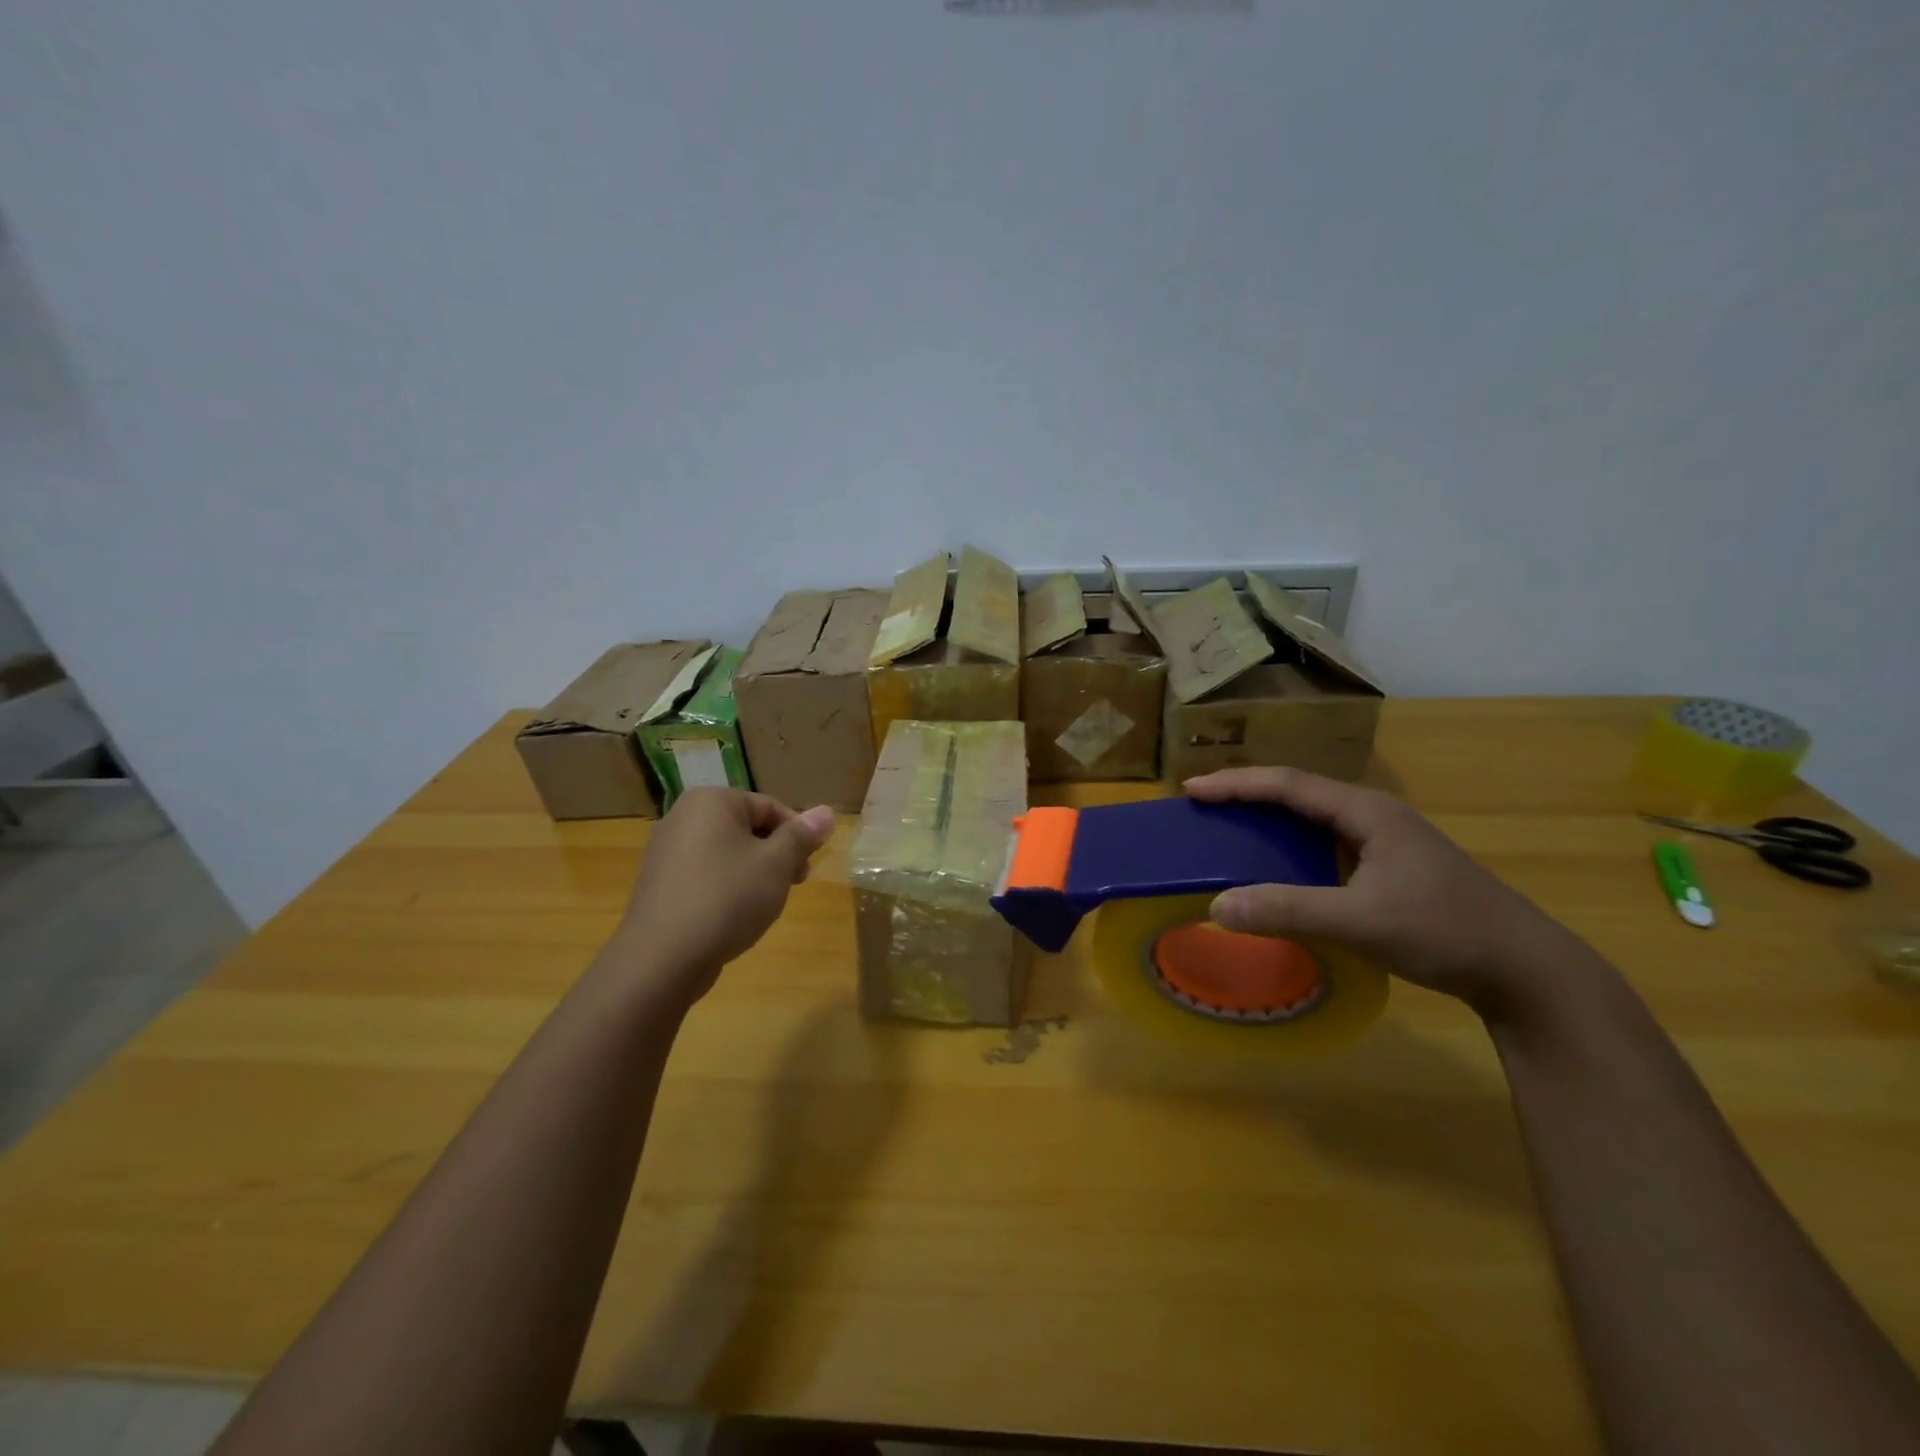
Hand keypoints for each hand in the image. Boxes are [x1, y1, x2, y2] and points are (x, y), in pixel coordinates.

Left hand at [614, 789, 833, 1006]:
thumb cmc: (727, 898)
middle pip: (747, 827)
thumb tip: (827, 811)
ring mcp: (665, 850)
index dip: (797, 836)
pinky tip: (733, 916)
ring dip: (753, 872)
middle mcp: (682, 816)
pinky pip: (704, 873)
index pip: (770, 807)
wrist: (662, 958)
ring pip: (726, 852)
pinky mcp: (659, 882)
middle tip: (791, 886)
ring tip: (763, 904)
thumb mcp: (776, 864)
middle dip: (775, 855)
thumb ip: (802, 836)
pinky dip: (725, 887)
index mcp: (711, 801)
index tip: (806, 869)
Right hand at [1186, 767, 1586, 1015]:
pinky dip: (1293, 844)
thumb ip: (1287, 910)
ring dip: (1270, 818)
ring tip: (1231, 827)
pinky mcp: (1394, 865)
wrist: (1526, 970)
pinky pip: (1328, 841)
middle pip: (1299, 792)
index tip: (1191, 790)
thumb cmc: (1445, 932)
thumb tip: (1217, 905)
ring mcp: (1388, 840)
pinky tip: (1281, 865)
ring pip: (1314, 817)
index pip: (1288, 785)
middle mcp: (1375, 815)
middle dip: (1248, 794)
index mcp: (1367, 811)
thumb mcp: (1360, 921)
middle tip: (1203, 806)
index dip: (1237, 784)